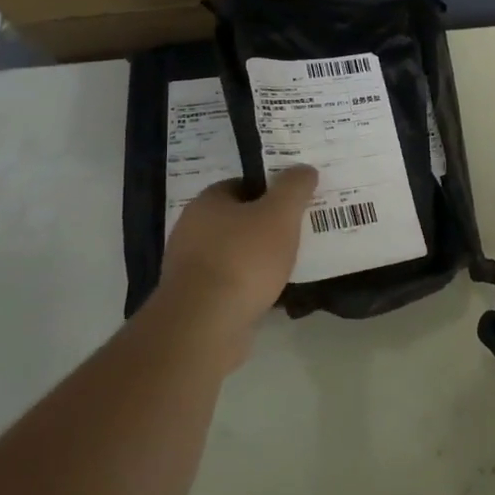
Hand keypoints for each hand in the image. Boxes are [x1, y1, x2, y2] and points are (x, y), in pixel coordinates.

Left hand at [152, 165, 315, 363]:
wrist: (205, 325)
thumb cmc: (243, 258)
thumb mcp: (280, 214)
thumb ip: (294, 188)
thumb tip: (304, 169)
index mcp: (207, 203)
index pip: (241, 184)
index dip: (270, 190)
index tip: (295, 201)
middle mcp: (192, 230)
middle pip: (238, 219)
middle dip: (267, 225)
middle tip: (299, 230)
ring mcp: (190, 268)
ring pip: (235, 253)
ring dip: (259, 258)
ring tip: (292, 263)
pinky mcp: (196, 300)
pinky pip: (231, 283)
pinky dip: (250, 285)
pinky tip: (273, 292)